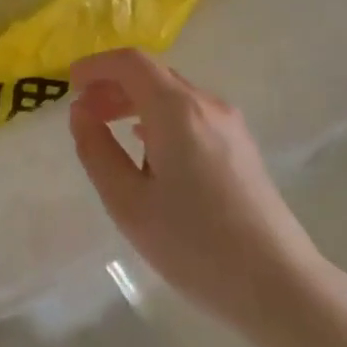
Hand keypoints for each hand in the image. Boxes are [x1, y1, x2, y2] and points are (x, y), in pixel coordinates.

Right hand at [68, 49, 330, 331]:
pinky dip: (159, 118)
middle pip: (153, 75)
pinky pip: (192, 116)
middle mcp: (207, 106)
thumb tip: (81, 113)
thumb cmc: (193, 244)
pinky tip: (147, 149)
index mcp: (177, 111)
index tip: (69, 84)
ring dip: (136, 102)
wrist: (276, 283)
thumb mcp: (128, 202)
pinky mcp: (241, 148)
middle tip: (82, 113)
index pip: (131, 63)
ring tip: (108, 129)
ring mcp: (230, 126)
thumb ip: (97, 150)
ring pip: (174, 95)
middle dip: (112, 86)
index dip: (96, 66)